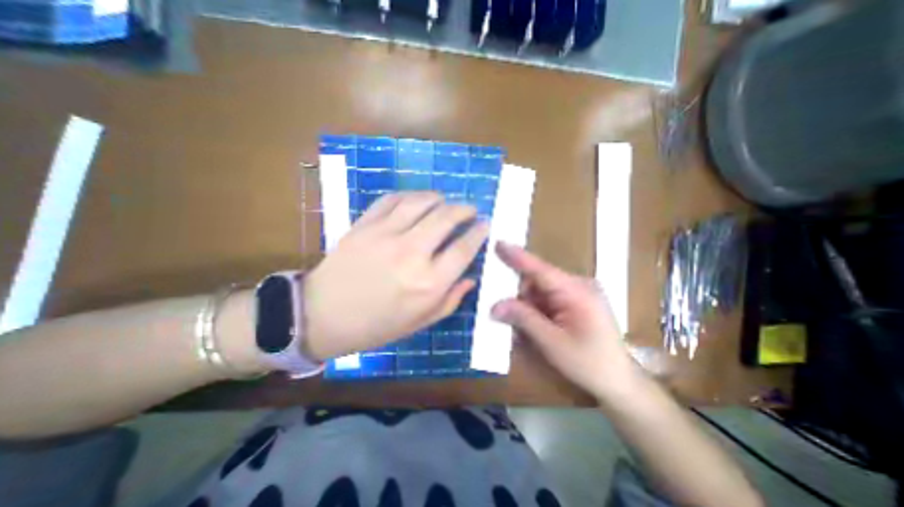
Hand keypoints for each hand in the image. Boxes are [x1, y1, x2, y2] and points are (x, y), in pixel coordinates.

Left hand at [304, 192, 486, 361]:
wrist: (322, 316)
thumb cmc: (376, 325)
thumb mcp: (420, 322)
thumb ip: (451, 299)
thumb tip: (471, 278)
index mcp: (428, 282)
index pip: (464, 248)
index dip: (479, 232)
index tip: (485, 224)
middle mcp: (411, 253)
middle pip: (446, 217)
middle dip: (464, 209)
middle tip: (470, 210)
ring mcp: (386, 234)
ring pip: (421, 202)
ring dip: (439, 198)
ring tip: (445, 201)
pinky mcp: (365, 225)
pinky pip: (392, 200)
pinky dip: (409, 196)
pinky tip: (416, 200)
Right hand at [491, 241, 638, 399]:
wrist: (619, 383)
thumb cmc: (589, 364)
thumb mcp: (552, 343)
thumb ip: (523, 319)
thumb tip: (494, 306)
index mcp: (576, 291)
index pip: (541, 269)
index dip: (518, 257)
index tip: (498, 243)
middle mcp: (577, 286)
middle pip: (537, 281)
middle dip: (519, 295)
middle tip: (502, 312)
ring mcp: (577, 294)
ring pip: (539, 292)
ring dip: (527, 307)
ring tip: (521, 330)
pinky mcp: (575, 303)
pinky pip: (547, 300)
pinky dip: (536, 312)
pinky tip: (533, 328)